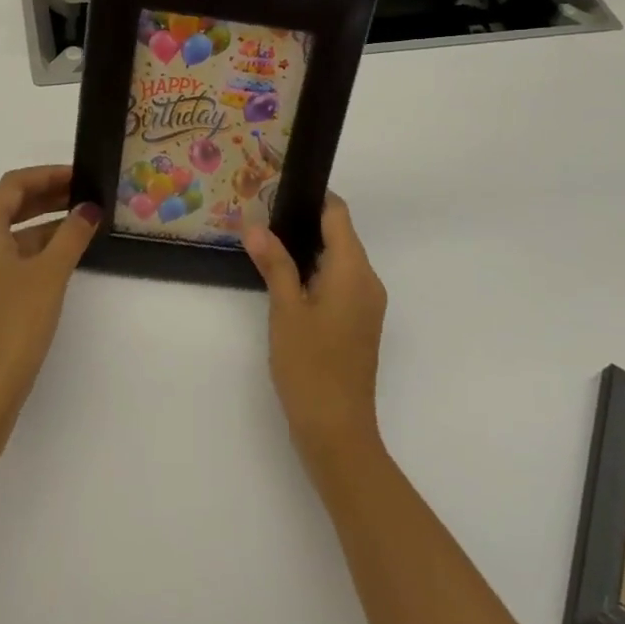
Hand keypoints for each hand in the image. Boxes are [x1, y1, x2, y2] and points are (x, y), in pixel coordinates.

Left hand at [0, 166, 100, 440]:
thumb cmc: (14, 325)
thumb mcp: (50, 274)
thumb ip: (72, 235)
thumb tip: (88, 208)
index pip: (13, 186)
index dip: (48, 175)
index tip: (81, 176)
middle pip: (7, 208)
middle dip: (47, 199)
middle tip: (85, 197)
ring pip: (6, 238)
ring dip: (41, 227)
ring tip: (80, 228)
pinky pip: (2, 262)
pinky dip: (30, 253)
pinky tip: (58, 263)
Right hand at [243, 194, 387, 471]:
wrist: (337, 432)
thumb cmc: (310, 367)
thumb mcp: (286, 311)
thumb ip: (274, 264)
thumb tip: (256, 225)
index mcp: (354, 271)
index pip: (338, 215)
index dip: (312, 198)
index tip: (278, 191)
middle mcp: (368, 281)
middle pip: (340, 235)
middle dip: (304, 223)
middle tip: (262, 216)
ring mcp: (366, 304)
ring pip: (338, 259)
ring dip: (307, 249)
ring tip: (267, 243)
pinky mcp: (359, 323)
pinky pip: (339, 282)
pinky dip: (315, 273)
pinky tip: (284, 279)